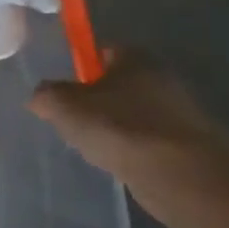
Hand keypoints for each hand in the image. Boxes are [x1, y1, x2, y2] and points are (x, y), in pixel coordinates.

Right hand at [29, 50, 228, 226]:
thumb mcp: (62, 104)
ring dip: (113, 129)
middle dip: (95, 100)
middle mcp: (162, 81)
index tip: (62, 86)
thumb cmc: (119, 126)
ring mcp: (179, 117)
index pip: (104, 51)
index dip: (80, 65)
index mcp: (136, 59)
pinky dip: (129, 152)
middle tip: (69, 117)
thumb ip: (45, 95)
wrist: (183, 176)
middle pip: (118, 84)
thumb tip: (42, 97)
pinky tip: (114, 164)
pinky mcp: (186, 150)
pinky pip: (146, 144)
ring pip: (132, 116)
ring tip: (89, 146)